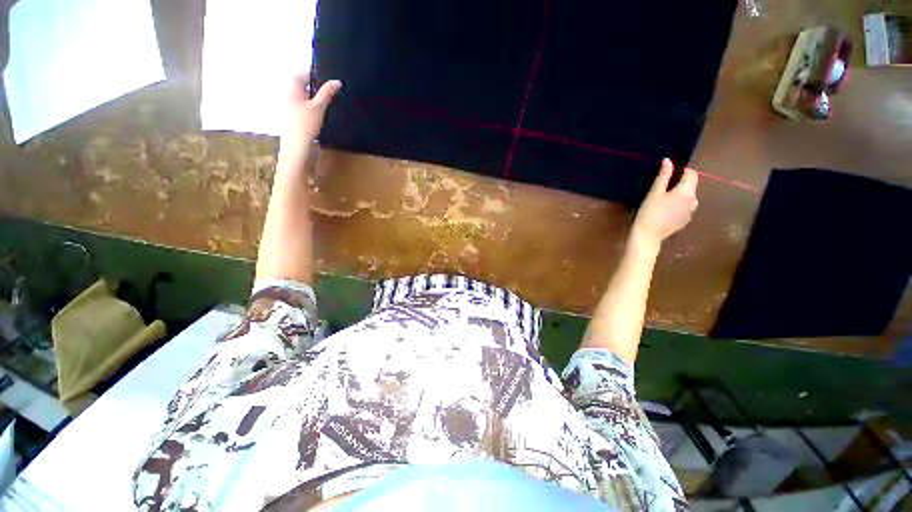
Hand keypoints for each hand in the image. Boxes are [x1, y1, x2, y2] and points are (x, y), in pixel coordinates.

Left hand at [278, 73, 341, 163]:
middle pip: (304, 82)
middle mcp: (287, 92)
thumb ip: (327, 93)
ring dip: (316, 96)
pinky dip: (313, 105)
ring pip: (305, 94)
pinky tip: (322, 112)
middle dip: (318, 84)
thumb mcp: (318, 108)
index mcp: (291, 86)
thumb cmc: (305, 126)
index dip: (318, 72)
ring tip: (330, 100)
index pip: (304, 71)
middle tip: (333, 88)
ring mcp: (289, 104)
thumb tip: (337, 81)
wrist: (296, 148)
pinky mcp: (293, 115)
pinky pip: (304, 104)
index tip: (331, 77)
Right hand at [632, 158, 698, 246]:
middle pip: (691, 185)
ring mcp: (691, 211)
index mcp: (686, 191)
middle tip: (662, 188)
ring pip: (689, 196)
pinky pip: (685, 207)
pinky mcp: (686, 220)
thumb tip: (668, 161)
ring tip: (663, 200)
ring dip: (680, 194)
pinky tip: (665, 211)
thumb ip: (663, 176)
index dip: (682, 171)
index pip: (692, 174)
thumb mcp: (654, 192)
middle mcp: (693, 200)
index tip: (668, 174)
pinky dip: (678, 205)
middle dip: (680, 183)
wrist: (648, 235)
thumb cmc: (649, 212)